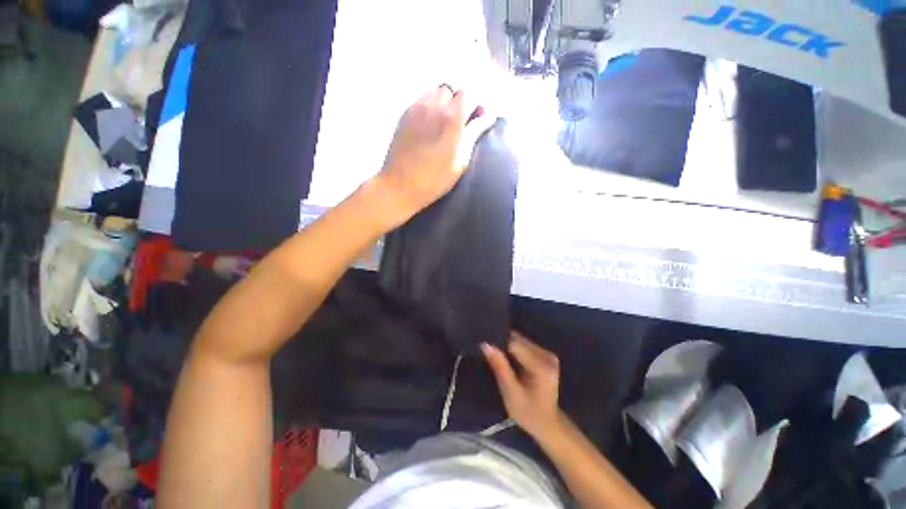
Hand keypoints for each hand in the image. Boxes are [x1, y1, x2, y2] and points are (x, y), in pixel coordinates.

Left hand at [372, 86, 495, 225]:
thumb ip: (474, 134)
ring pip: (435, 92)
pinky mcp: (404, 114)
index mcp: (452, 118)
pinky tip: (428, 125)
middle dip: (458, 102)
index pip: (468, 94)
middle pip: (451, 90)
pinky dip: (429, 106)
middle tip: (459, 123)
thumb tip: (488, 117)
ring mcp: (417, 108)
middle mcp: (435, 106)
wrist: (401, 185)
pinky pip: (421, 100)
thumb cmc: (435, 179)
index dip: (474, 106)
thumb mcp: (461, 161)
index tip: (474, 121)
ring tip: (442, 123)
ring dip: (443, 102)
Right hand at [482, 332, 562, 438]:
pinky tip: (506, 356)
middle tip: (487, 349)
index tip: (483, 343)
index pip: (515, 344)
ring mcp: (548, 354)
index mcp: (541, 366)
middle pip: (519, 339)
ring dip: (507, 344)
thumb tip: (485, 344)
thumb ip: (499, 367)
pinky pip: (525, 344)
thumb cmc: (528, 413)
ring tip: (494, 352)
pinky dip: (514, 348)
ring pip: (521, 340)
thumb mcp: (510, 393)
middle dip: (502, 342)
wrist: (548, 424)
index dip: (498, 341)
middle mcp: (547, 355)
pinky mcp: (545, 354)